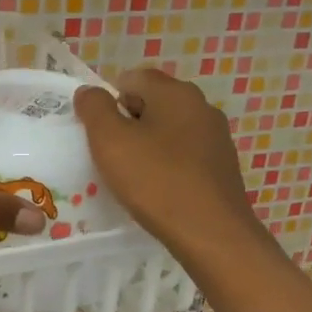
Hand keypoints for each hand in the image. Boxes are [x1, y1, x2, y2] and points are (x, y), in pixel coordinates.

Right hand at [73, 69, 264, 263]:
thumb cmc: (156, 181)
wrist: (211, 234)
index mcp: (176, 93)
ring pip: (170, 130)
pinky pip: (185, 155)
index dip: (109, 100)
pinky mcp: (222, 167)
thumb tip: (89, 92)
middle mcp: (202, 107)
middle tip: (111, 155)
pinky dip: (167, 165)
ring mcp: (217, 138)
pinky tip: (158, 191)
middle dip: (128, 123)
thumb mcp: (110, 141)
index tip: (98, 132)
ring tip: (132, 176)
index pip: (133, 78)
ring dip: (148, 146)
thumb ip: (94, 109)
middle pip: (153, 103)